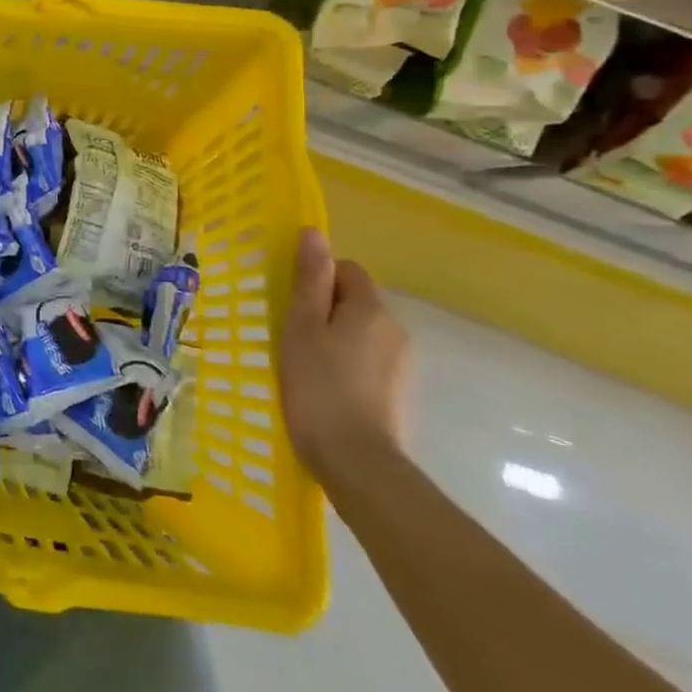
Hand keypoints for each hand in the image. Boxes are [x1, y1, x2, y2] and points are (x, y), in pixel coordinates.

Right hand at [277, 228, 409, 481]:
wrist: (356, 461)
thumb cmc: (318, 385)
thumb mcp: (302, 326)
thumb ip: (309, 279)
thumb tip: (313, 231)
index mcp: (372, 308)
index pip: (347, 270)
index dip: (317, 279)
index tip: (290, 303)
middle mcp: (396, 329)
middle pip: (355, 300)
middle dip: (324, 309)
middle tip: (290, 333)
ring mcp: (401, 363)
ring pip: (360, 331)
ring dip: (333, 337)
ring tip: (303, 363)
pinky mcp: (397, 392)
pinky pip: (367, 359)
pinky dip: (345, 363)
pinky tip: (324, 386)